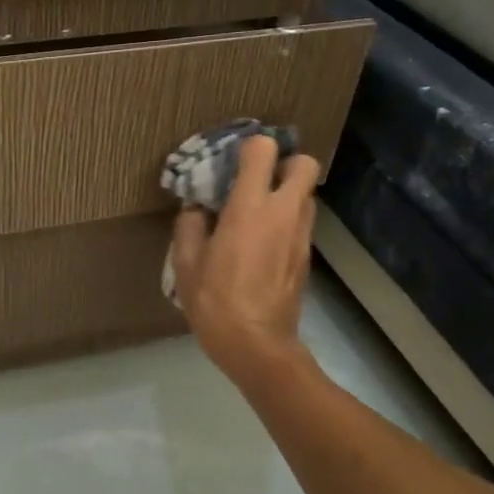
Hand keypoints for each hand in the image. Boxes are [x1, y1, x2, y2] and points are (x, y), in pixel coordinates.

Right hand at [169, 135, 320, 386]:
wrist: (257, 346)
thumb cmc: (215, 301)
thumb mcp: (186, 262)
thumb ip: (189, 225)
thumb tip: (197, 210)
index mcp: (249, 207)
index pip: (264, 151)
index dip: (251, 146)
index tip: (233, 159)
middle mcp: (283, 213)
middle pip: (306, 165)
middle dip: (286, 163)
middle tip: (260, 179)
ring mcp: (301, 236)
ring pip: (307, 196)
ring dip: (288, 194)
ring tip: (258, 212)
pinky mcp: (307, 258)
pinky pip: (301, 224)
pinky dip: (287, 222)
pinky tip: (262, 244)